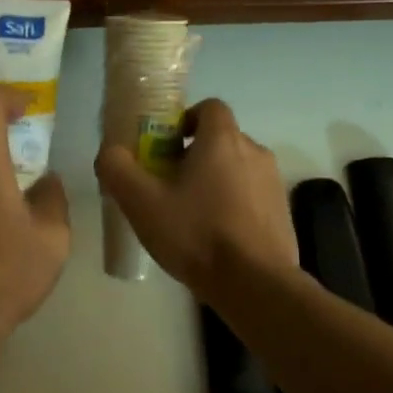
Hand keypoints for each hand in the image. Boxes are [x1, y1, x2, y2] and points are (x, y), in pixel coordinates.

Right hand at [94, 98, 296, 305]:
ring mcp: (273, 183)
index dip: (185, 120)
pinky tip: (216, 237)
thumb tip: (110, 152)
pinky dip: (233, 206)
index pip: (209, 107)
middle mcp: (254, 152)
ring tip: (191, 216)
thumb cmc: (197, 233)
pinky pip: (251, 196)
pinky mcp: (282, 212)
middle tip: (168, 186)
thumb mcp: (142, 202)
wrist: (255, 284)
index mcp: (223, 139)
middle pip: (221, 139)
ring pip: (236, 169)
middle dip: (194, 155)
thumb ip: (118, 169)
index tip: (165, 147)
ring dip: (214, 182)